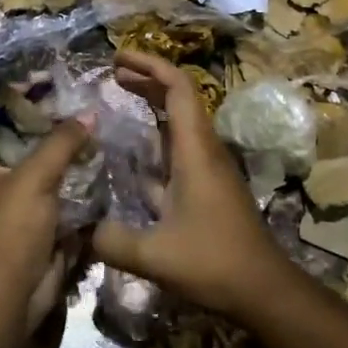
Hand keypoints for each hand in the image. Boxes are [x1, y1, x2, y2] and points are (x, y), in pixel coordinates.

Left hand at [0, 109, 89, 329]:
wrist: (11, 295)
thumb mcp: (34, 177)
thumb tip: (88, 114)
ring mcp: (12, 200)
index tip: (30, 79)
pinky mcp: (34, 220)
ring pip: (35, 162)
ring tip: (86, 122)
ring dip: (57, 147)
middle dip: (37, 118)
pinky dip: (69, 174)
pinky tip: (93, 158)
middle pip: (10, 136)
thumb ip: (61, 143)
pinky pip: (52, 188)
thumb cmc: (9, 229)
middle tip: (68, 98)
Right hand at [91, 51, 288, 316]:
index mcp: (195, 151)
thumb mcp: (155, 255)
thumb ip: (112, 241)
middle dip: (146, 79)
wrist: (263, 289)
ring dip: (152, 106)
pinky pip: (177, 148)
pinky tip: (130, 154)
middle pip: (178, 98)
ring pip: (178, 123)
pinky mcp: (207, 187)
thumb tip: (83, 229)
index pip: (177, 88)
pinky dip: (154, 138)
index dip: (150, 65)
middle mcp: (203, 150)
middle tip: (112, 72)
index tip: (118, 58)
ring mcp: (207, 168)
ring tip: (118, 99)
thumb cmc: (214, 263)